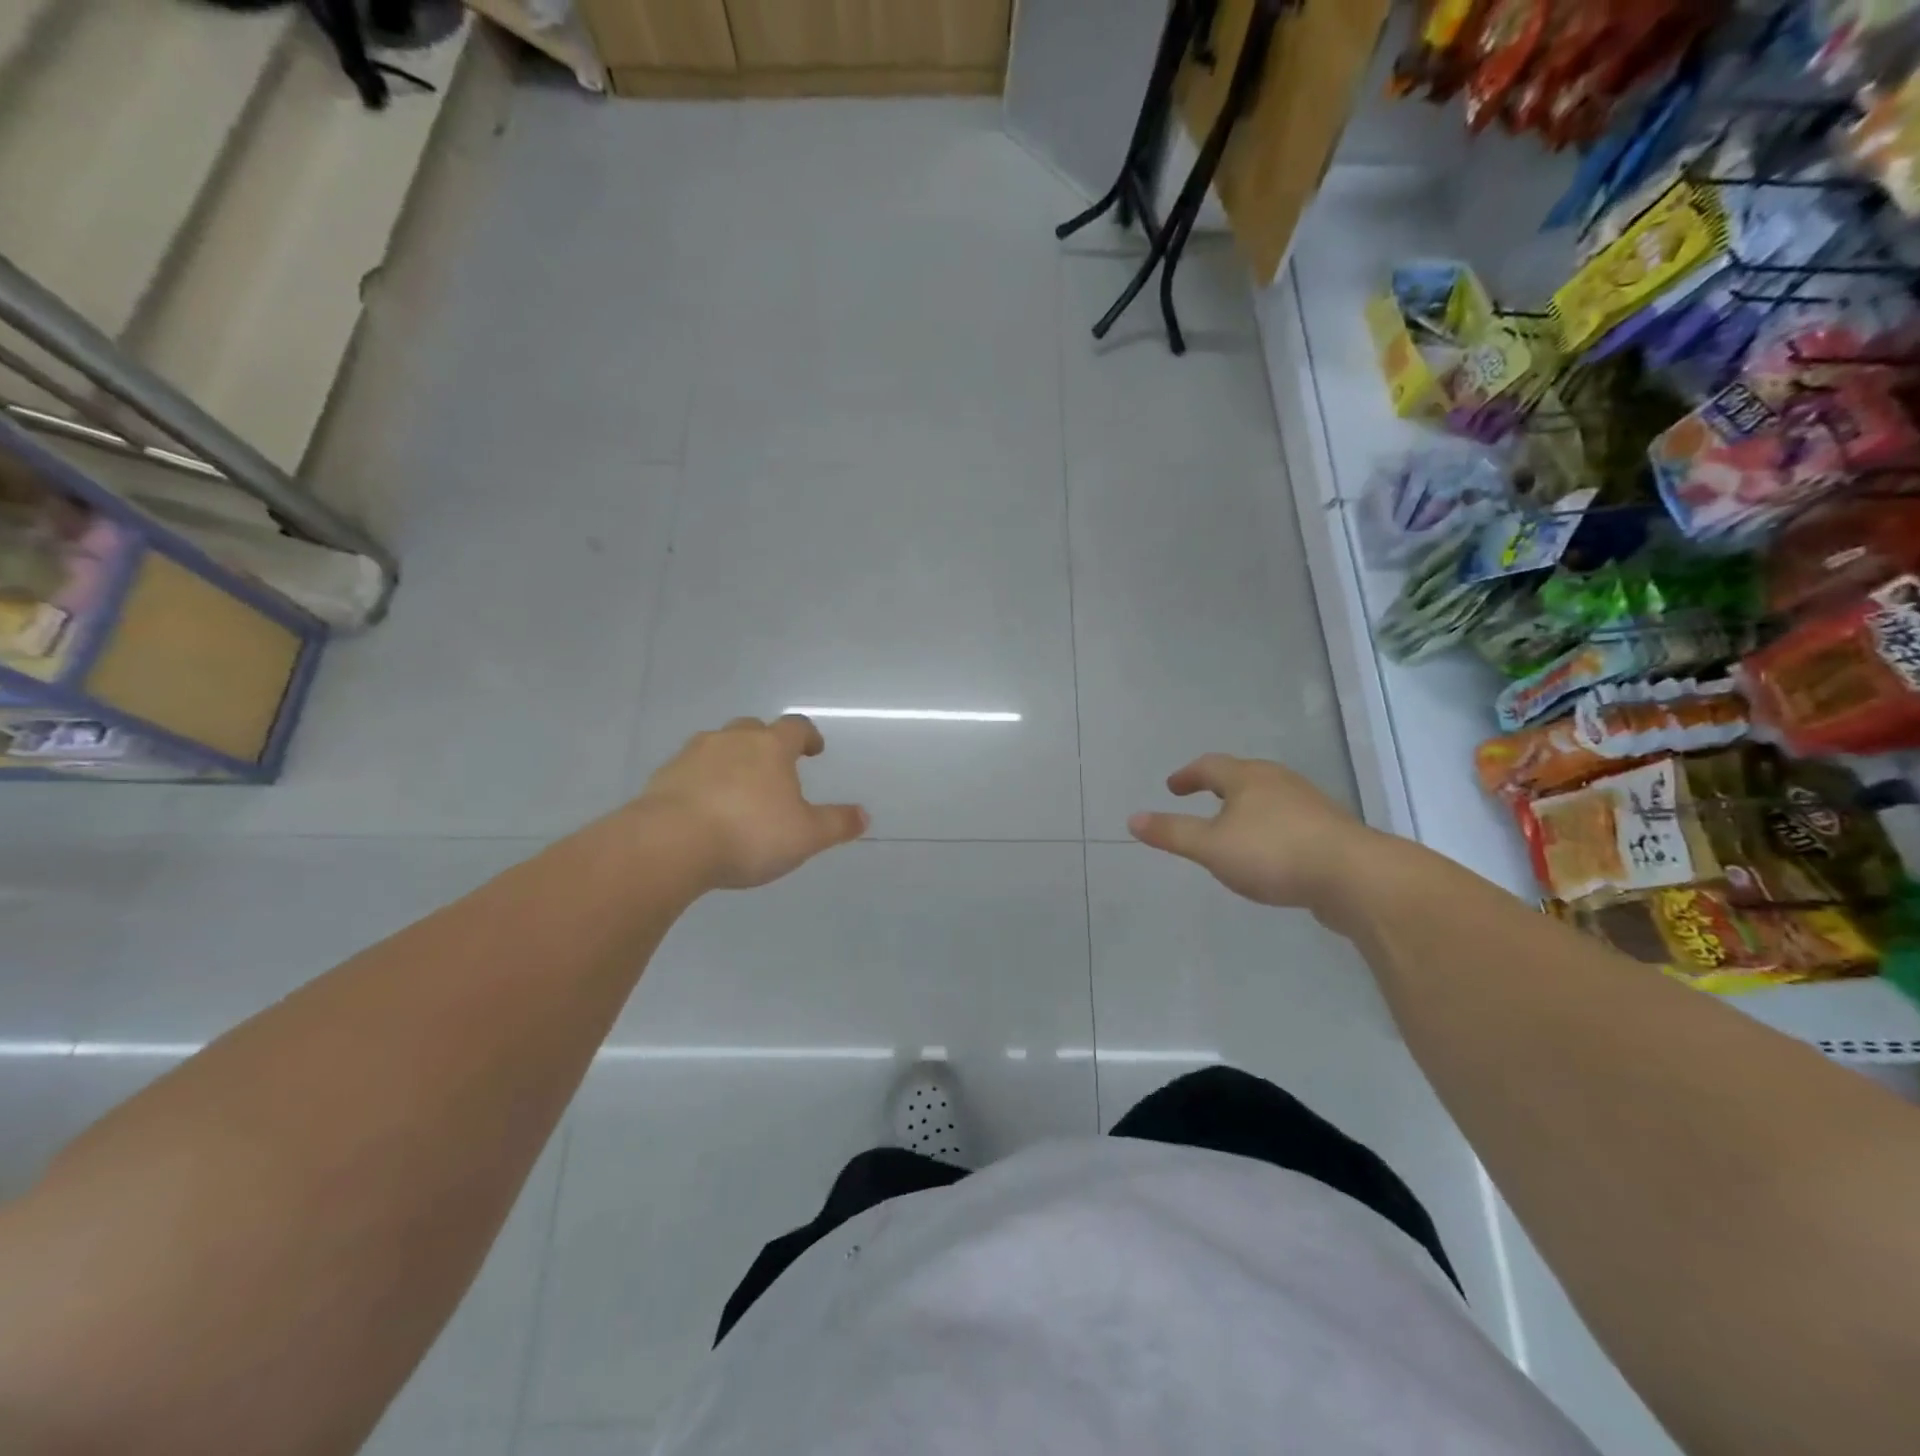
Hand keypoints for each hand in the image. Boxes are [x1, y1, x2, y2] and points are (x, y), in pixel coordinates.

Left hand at [639, 715, 867, 889]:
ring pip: (717, 746)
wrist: (669, 844)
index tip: (814, 750)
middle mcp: (732, 740)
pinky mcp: (663, 776)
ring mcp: (693, 755)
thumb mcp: (806, 836)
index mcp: (771, 747)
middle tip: (774, 768)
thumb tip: (864, 815)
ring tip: (737, 789)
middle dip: (766, 744)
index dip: (808, 736)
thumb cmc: (749, 834)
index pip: (796, 727)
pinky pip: (689, 771)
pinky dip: (701, 781)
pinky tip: (703, 808)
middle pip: (753, 729)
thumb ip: (836, 824)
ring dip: (730, 760)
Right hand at [1127, 754, 1377, 913]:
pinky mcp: (1330, 831)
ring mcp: (1310, 805)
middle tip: (1200, 802)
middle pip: (1243, 777)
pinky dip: (1270, 830)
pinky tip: (1270, 855)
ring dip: (1246, 810)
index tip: (1173, 787)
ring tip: (1233, 831)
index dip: (1188, 775)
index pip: (1210, 766)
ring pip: (1269, 799)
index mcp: (1249, 778)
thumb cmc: (1273, 853)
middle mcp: (1280, 782)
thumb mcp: (1211, 847)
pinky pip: (1289, 822)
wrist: (1355, 878)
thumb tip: (1133, 819)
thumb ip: (1172, 833)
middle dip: (1219, 788)